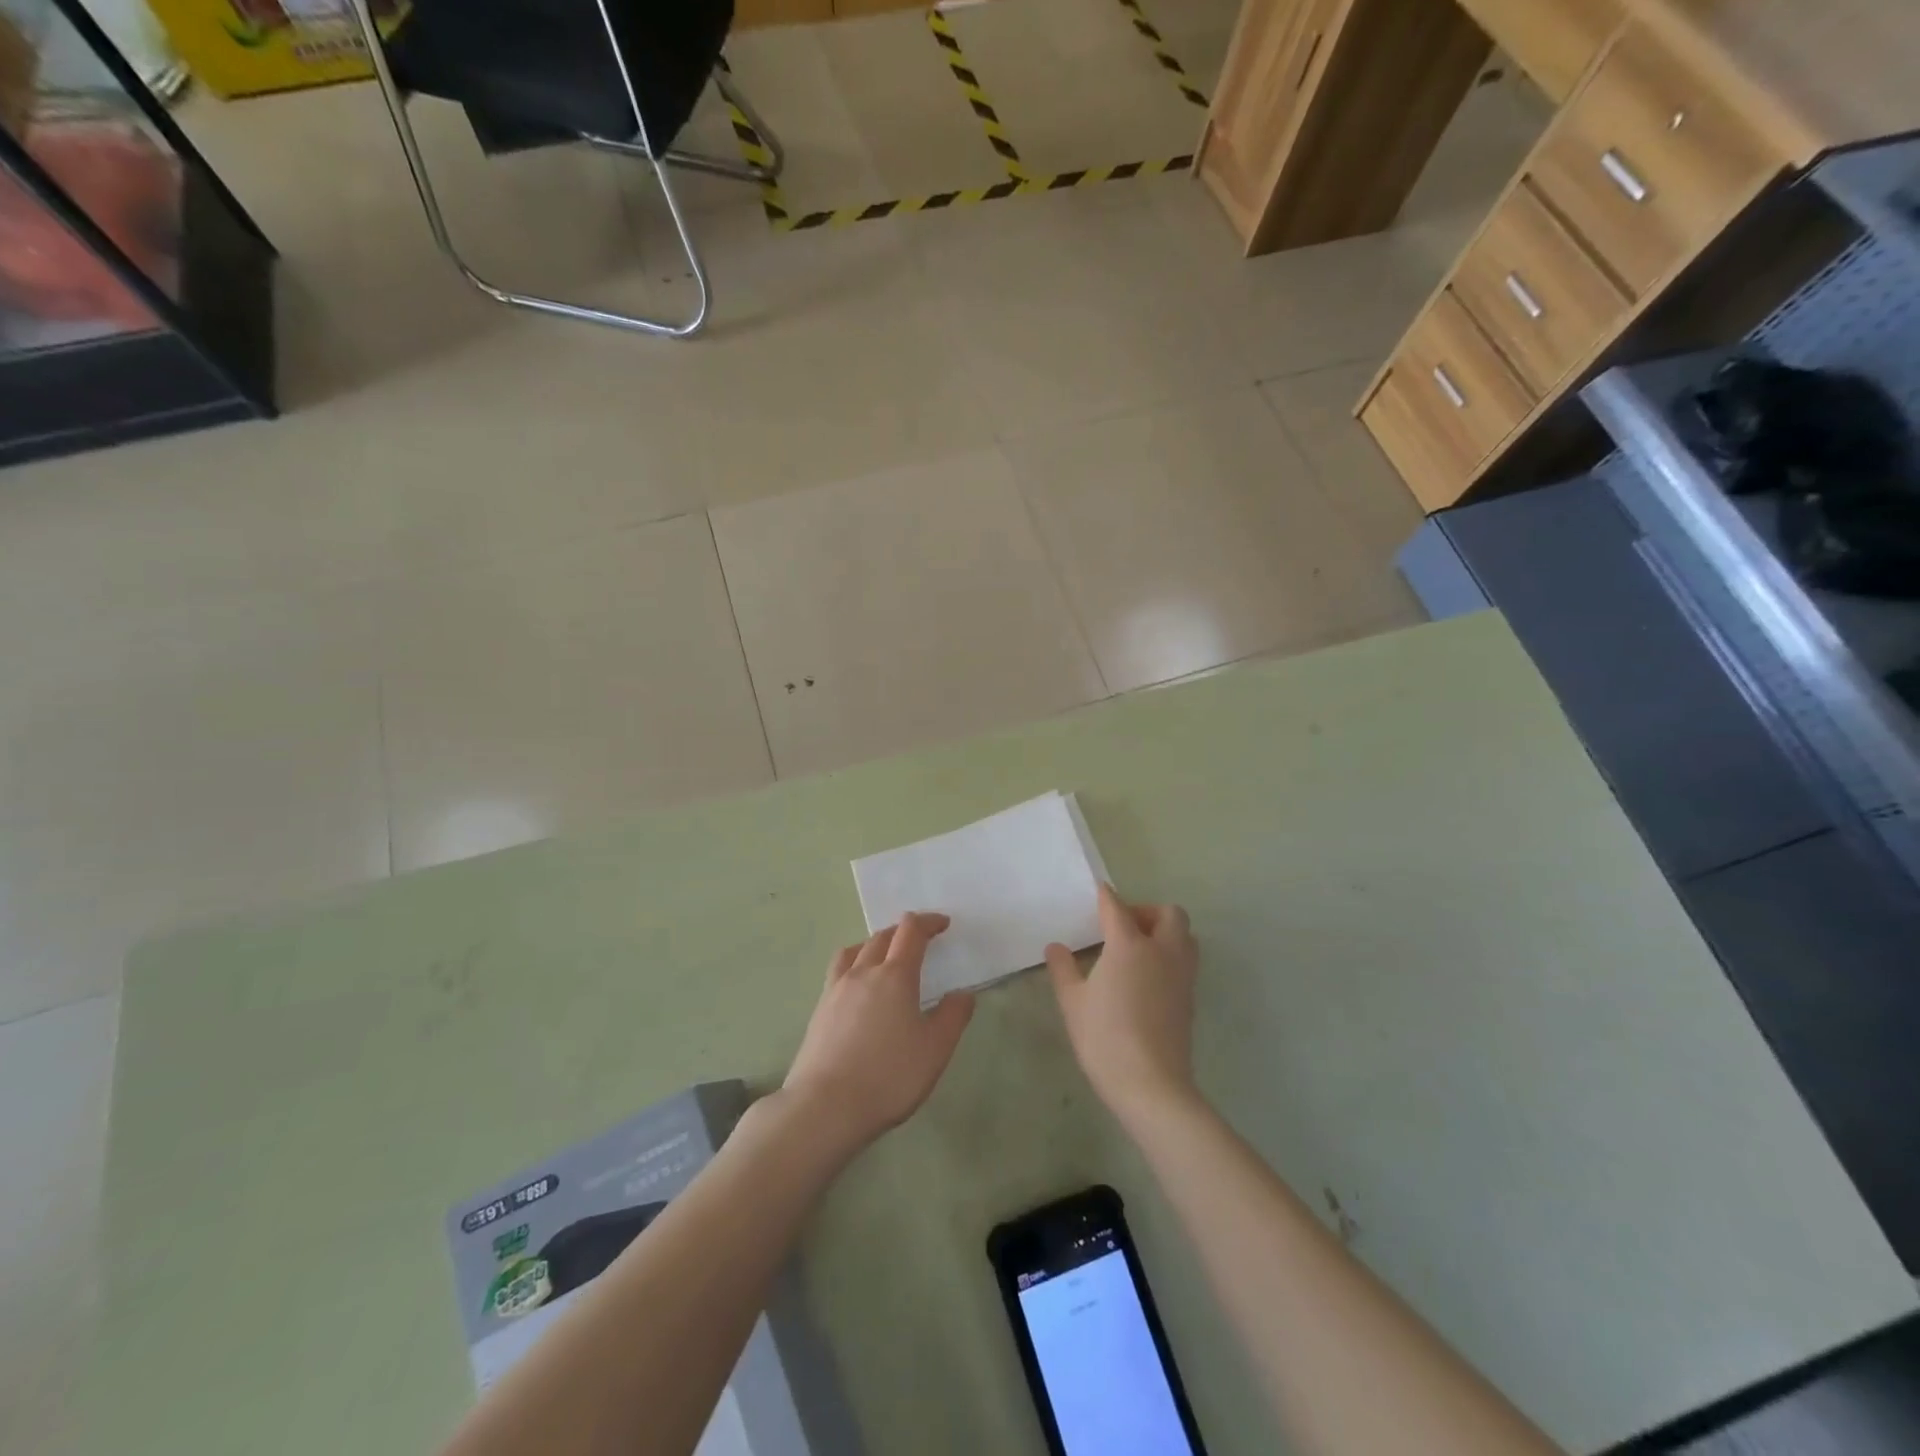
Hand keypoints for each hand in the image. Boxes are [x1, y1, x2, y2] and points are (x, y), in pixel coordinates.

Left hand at [782, 913, 974, 1156]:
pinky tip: (858, 988)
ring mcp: (836, 989)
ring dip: (875, 944)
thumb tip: (963, 994)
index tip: (943, 924)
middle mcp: (863, 972)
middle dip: (904, 932)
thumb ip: (953, 1017)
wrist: (825, 1107)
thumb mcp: (935, 1050)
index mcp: (895, 975)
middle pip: (882, 936)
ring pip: (856, 950)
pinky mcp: (819, 1009)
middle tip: (919, 941)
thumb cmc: (888, 1076)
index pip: (911, 931)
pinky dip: (855, 964)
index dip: (928, 922)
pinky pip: (839, 970)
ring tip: (885, 957)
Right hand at [1046, 884, 1199, 1128]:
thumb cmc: (1105, 1038)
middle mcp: (1162, 951)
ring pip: (1184, 936)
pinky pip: (1185, 960)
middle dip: (1147, 911)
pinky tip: (1146, 978)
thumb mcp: (1073, 1002)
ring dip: (1165, 932)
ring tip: (1137, 950)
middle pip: (1168, 914)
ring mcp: (1181, 975)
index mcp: (1129, 945)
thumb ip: (1063, 969)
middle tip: (1123, 927)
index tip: (1098, 893)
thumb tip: (1056, 947)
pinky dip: (1170, 956)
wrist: (1152, 1085)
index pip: (1117, 908)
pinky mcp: (1190, 998)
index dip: (1106, 897)